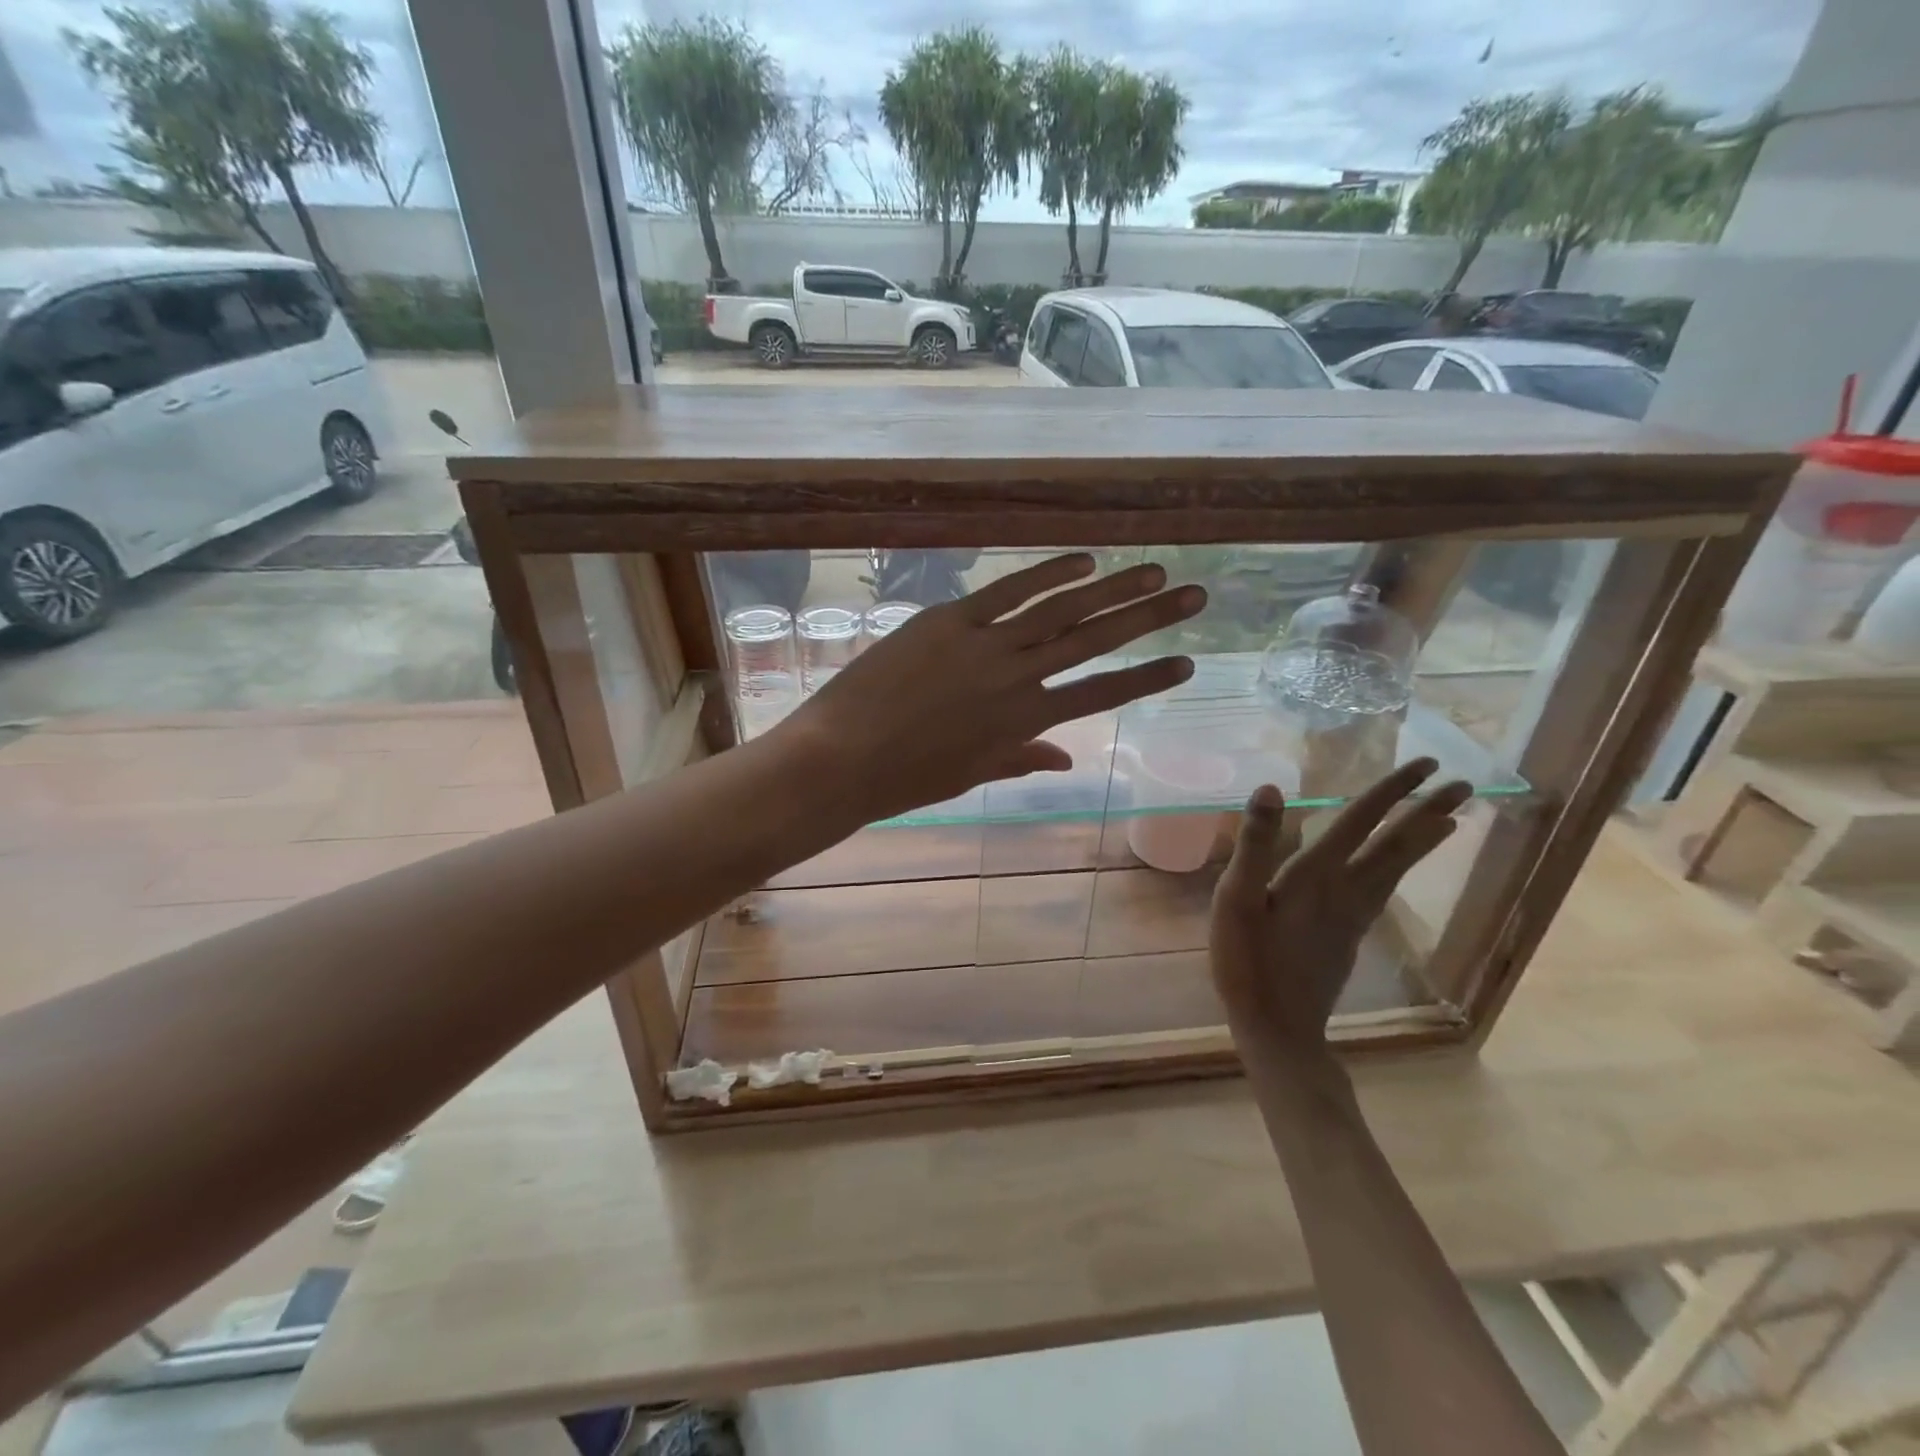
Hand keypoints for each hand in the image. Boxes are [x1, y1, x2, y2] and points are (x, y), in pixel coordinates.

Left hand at [775, 553, 1206, 825]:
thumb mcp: (971, 773)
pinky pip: (1007, 590)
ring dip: (1111, 588)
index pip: (1100, 695)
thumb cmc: (905, 778)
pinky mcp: (948, 619)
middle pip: (1095, 642)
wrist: (842, 758)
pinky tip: (1083, 559)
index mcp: (1024, 722)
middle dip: (1149, 619)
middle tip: (1196, 595)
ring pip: (1060, 610)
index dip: (1146, 678)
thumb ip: (1021, 758)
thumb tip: (1066, 759)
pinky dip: (1046, 572)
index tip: (1186, 662)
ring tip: (1153, 571)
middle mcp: (1017, 678)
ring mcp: (984, 643)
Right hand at [1210, 761, 1471, 1057]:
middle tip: (1461, 784)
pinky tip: (1399, 869)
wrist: (1277, 1026)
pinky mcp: (1350, 935)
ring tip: (1450, 820)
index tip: (1425, 764)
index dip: (1391, 791)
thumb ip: (1255, 845)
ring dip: (1423, 840)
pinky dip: (1403, 867)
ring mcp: (1353, 916)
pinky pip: (1385, 888)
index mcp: (1316, 875)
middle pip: (1395, 845)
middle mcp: (1346, 890)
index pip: (1360, 821)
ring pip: (1397, 869)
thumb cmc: (1248, 961)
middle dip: (1426, 812)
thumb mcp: (1237, 900)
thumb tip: (1271, 789)